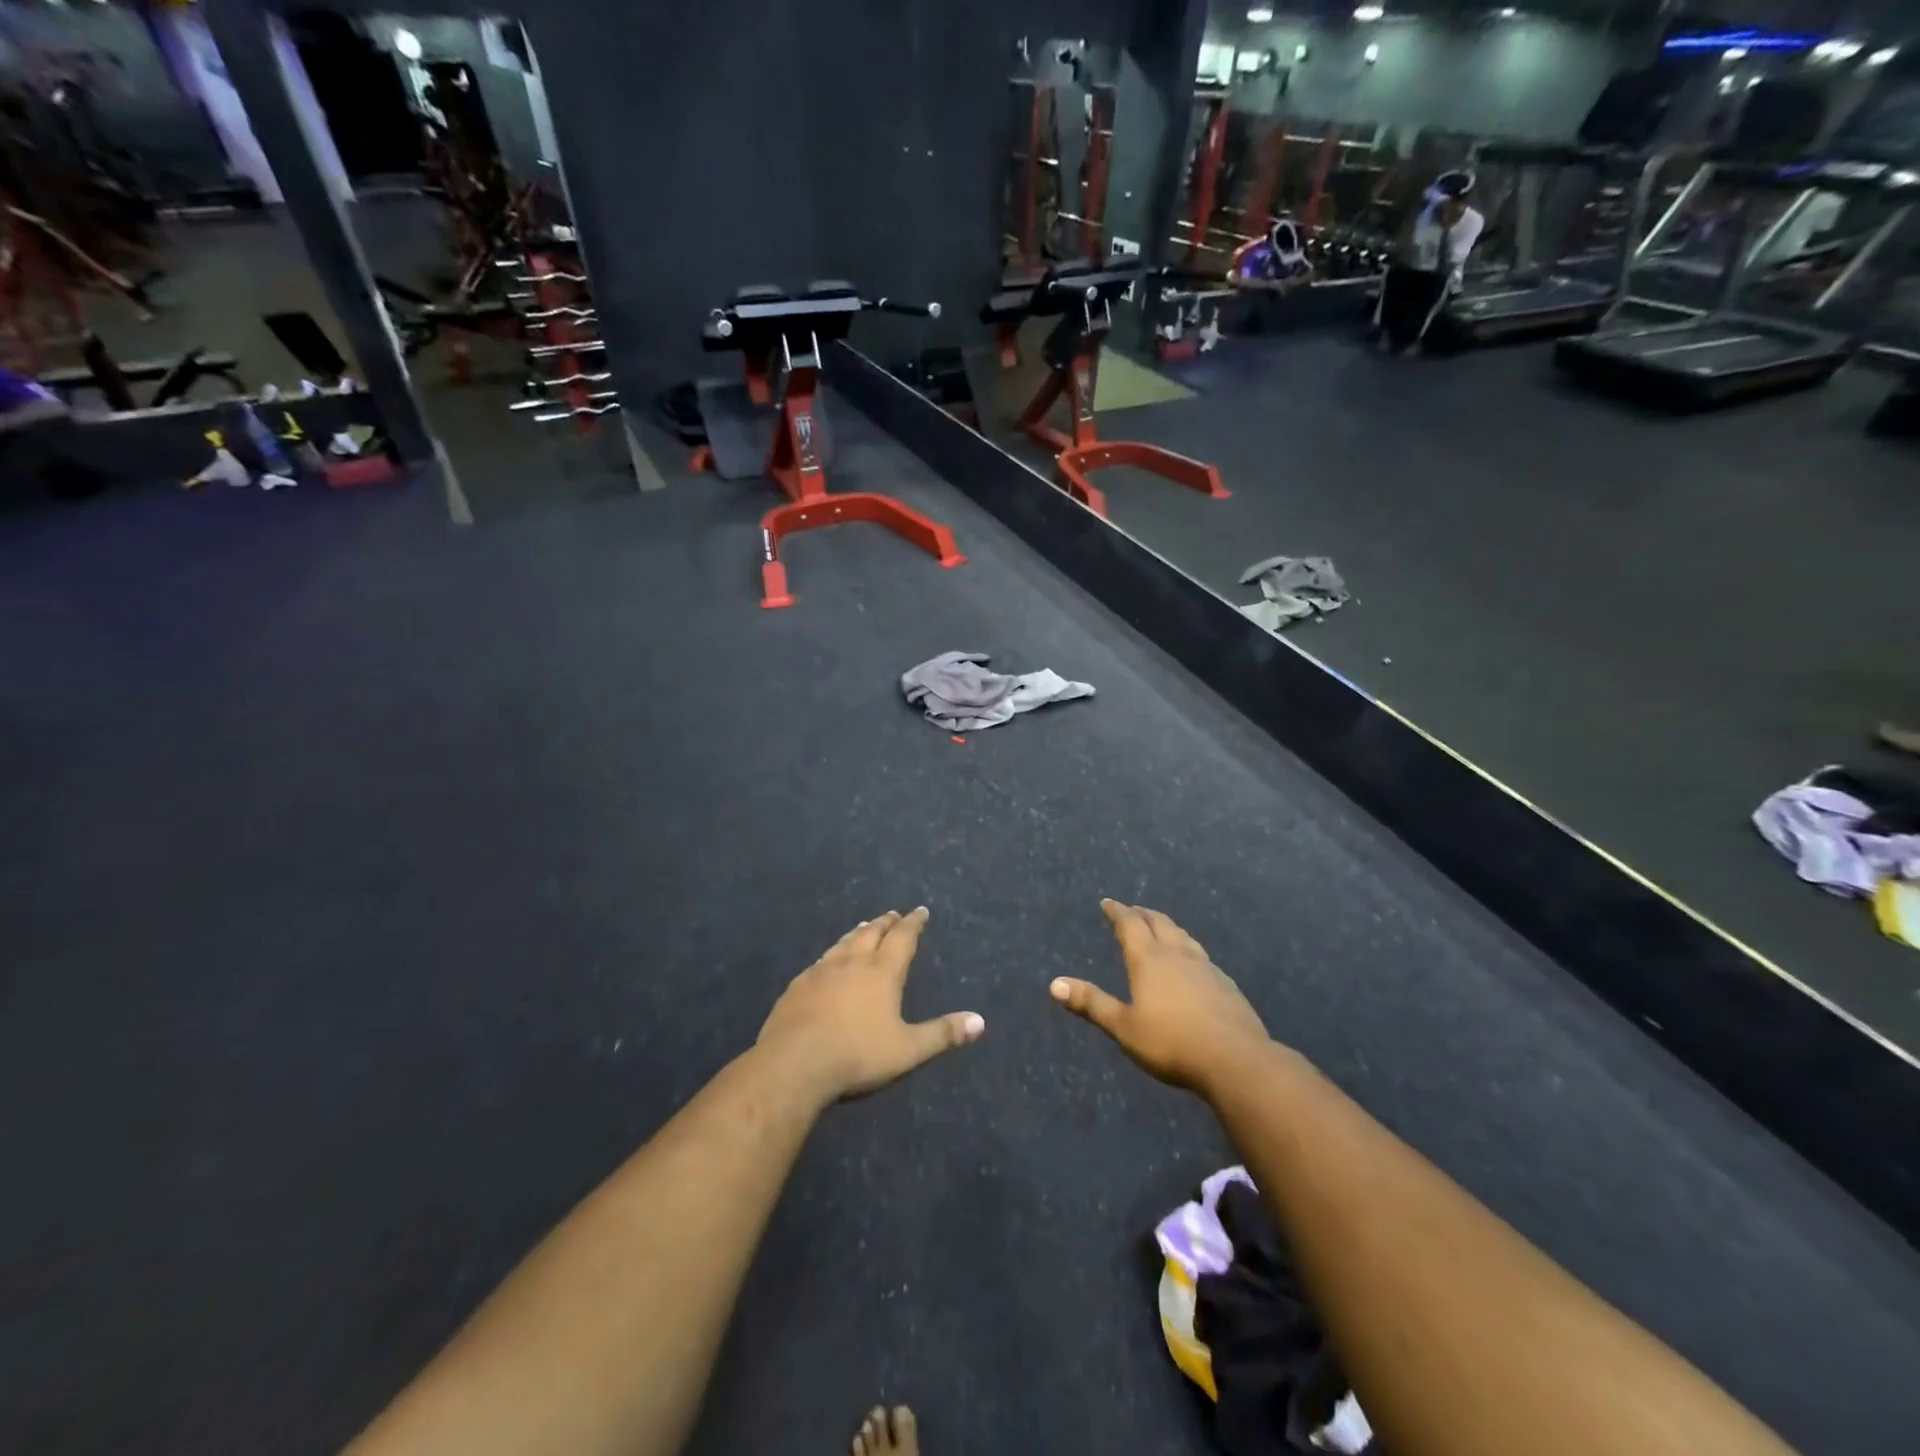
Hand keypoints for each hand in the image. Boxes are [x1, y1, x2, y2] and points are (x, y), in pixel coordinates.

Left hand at [758, 908, 983, 1103]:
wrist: (793, 1064)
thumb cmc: (857, 1055)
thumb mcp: (907, 1050)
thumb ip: (942, 1034)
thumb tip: (980, 1021)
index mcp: (882, 972)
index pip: (903, 938)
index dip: (914, 924)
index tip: (920, 911)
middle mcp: (852, 962)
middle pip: (871, 933)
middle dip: (885, 922)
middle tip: (893, 914)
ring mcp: (821, 971)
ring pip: (843, 943)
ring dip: (857, 933)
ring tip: (863, 927)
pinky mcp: (797, 986)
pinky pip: (820, 961)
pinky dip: (832, 954)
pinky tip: (827, 962)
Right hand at [1050, 900, 1270, 1094]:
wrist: (1236, 1060)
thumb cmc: (1171, 1043)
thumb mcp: (1124, 1027)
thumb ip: (1092, 1003)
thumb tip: (1054, 984)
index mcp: (1149, 959)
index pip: (1130, 924)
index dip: (1117, 912)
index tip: (1108, 902)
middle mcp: (1177, 954)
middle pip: (1159, 922)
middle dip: (1142, 914)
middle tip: (1132, 911)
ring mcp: (1206, 967)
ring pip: (1183, 936)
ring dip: (1167, 927)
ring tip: (1160, 928)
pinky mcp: (1225, 984)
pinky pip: (1201, 955)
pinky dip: (1187, 948)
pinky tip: (1192, 963)